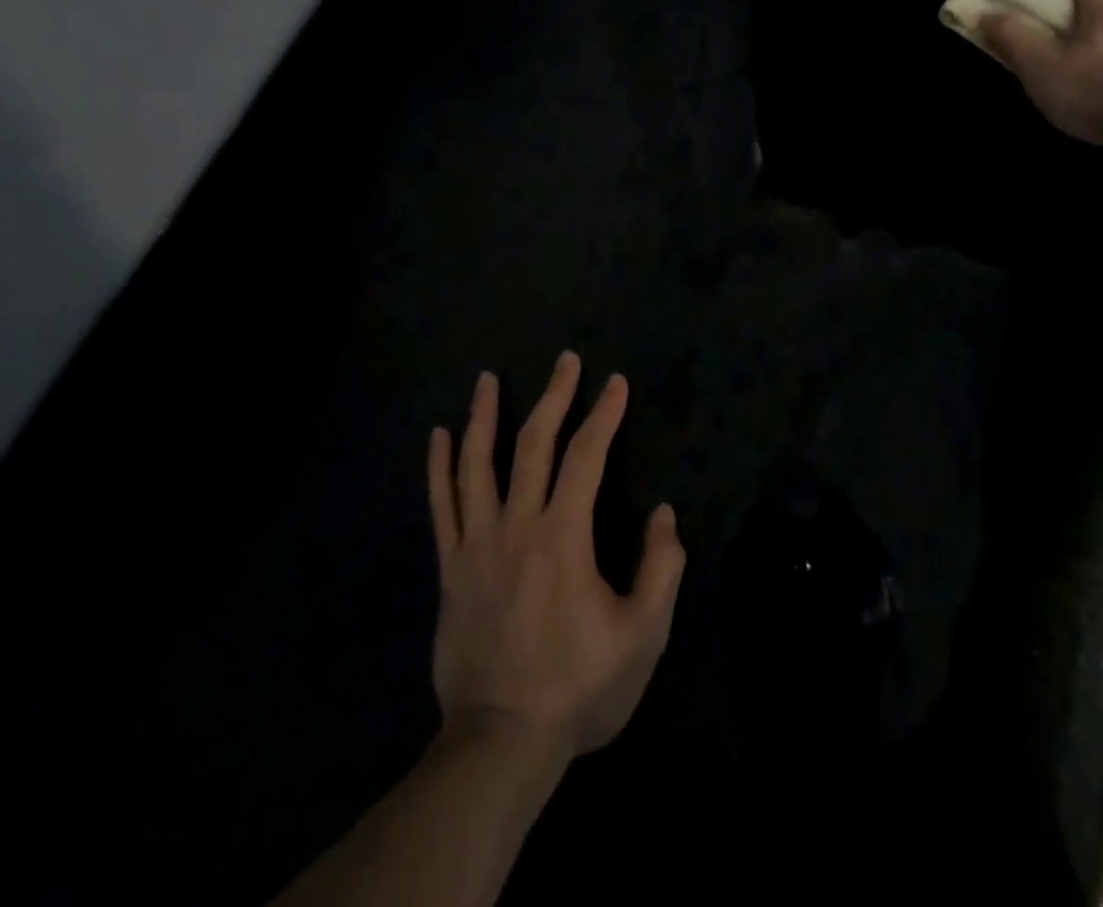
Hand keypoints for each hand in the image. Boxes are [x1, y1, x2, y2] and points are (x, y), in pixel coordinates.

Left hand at [427, 352, 684, 763]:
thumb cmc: (577, 687)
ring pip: (477, 463)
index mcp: (564, 535)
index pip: (587, 456)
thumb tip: (665, 513)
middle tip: (565, 360)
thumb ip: (661, 569)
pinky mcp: (451, 567)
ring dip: (484, 415)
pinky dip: (438, 467)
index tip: (616, 382)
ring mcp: (477, 543)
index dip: (604, 414)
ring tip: (487, 378)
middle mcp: (517, 524)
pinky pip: (441, 505)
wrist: (500, 742)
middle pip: (533, 444)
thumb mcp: (642, 636)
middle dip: (553, 396)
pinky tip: (438, 436)